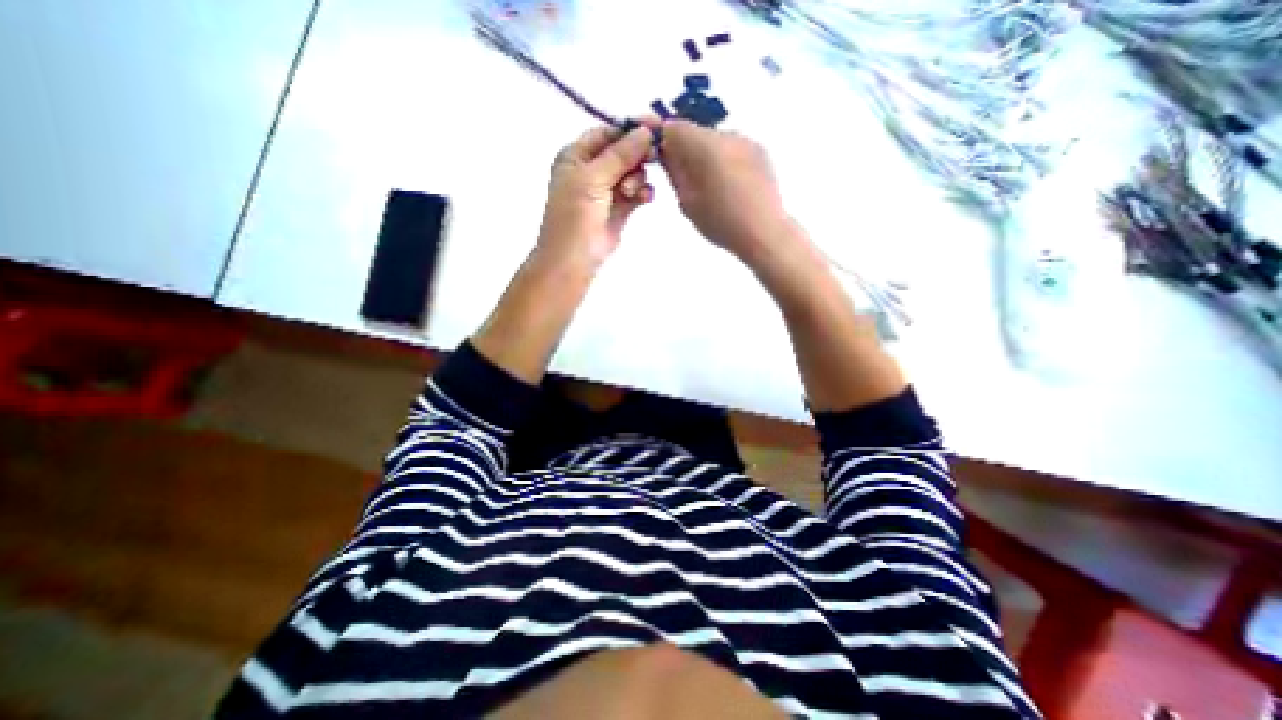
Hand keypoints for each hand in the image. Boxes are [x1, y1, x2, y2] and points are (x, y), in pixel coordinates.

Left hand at [536, 123, 653, 267]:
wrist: (575, 258)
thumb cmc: (576, 215)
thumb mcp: (593, 178)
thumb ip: (620, 154)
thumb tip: (645, 130)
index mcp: (577, 155)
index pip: (607, 133)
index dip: (629, 130)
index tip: (654, 129)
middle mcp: (592, 169)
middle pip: (623, 151)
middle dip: (636, 155)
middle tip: (652, 158)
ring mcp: (607, 190)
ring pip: (632, 172)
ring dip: (638, 178)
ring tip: (632, 192)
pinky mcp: (620, 209)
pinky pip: (637, 192)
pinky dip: (643, 192)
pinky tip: (645, 197)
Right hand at [660, 122, 791, 269]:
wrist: (764, 232)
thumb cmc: (721, 223)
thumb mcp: (687, 201)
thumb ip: (674, 171)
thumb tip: (665, 152)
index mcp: (706, 147)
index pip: (674, 127)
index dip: (662, 139)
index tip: (658, 156)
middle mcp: (727, 135)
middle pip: (696, 132)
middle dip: (685, 149)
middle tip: (683, 178)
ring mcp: (747, 141)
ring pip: (714, 140)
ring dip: (705, 155)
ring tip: (709, 186)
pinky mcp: (760, 151)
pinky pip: (732, 148)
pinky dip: (724, 160)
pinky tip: (728, 185)